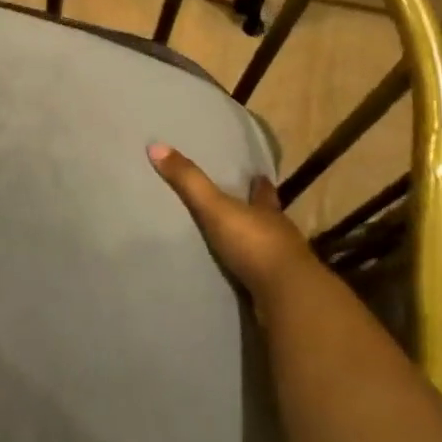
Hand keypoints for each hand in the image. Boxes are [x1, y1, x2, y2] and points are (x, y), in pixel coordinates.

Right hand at [147, 143, 316, 300]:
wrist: (286, 295)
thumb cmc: (253, 243)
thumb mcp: (216, 208)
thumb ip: (189, 181)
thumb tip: (156, 146)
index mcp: (267, 209)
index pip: (264, 191)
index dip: (259, 184)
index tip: (257, 176)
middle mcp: (279, 232)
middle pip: (269, 217)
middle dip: (258, 213)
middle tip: (244, 208)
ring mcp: (284, 264)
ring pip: (270, 247)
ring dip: (257, 245)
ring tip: (239, 244)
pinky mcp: (281, 292)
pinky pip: (266, 279)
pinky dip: (255, 275)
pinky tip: (244, 279)